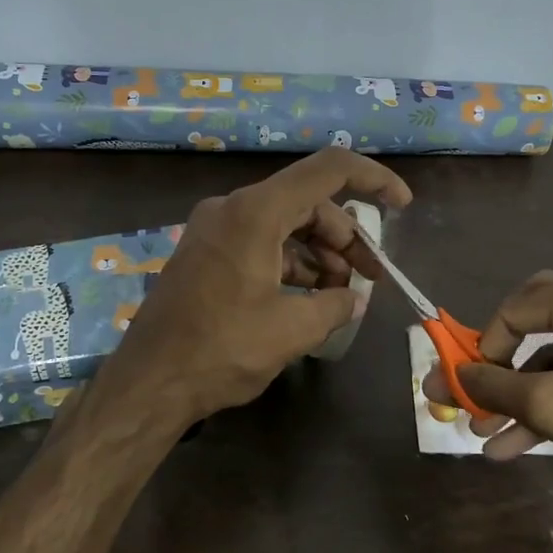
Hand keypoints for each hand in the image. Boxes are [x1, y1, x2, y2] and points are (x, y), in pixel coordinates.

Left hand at [94, 149, 411, 426]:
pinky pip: (260, 244)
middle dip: (346, 238)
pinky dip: (291, 265)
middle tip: (371, 277)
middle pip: (308, 202)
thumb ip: (334, 305)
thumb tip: (353, 299)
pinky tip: (308, 298)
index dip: (374, 180)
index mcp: (256, 212)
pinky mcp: (206, 254)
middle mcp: (232, 208)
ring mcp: (215, 230)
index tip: (403, 206)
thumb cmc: (221, 350)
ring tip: (341, 296)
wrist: (149, 382)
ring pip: (285, 225)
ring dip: (320, 255)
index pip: (329, 169)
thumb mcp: (292, 330)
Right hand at [426, 271, 552, 495]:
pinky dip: (551, 400)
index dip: (485, 344)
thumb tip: (451, 377)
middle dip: (500, 360)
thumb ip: (492, 385)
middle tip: (478, 383)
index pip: (517, 306)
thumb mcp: (546, 404)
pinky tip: (516, 444)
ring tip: (486, 433)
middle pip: (535, 318)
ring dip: (520, 393)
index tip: (471, 381)